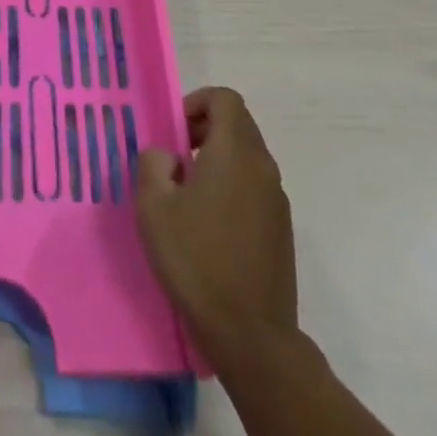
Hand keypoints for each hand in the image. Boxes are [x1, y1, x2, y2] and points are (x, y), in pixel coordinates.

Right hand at [135, 87, 298, 369]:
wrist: (251, 336)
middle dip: (206, 129)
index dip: (197, 103)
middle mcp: (263, 167)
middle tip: (177, 158)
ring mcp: (277, 199)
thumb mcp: (154, 207)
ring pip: (247, 155)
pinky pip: (255, 185)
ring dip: (219, 158)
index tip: (175, 132)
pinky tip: (211, 224)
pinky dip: (233, 185)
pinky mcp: (282, 229)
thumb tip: (168, 156)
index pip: (225, 98)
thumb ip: (154, 164)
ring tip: (189, 193)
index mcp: (235, 152)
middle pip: (238, 123)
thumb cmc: (197, 261)